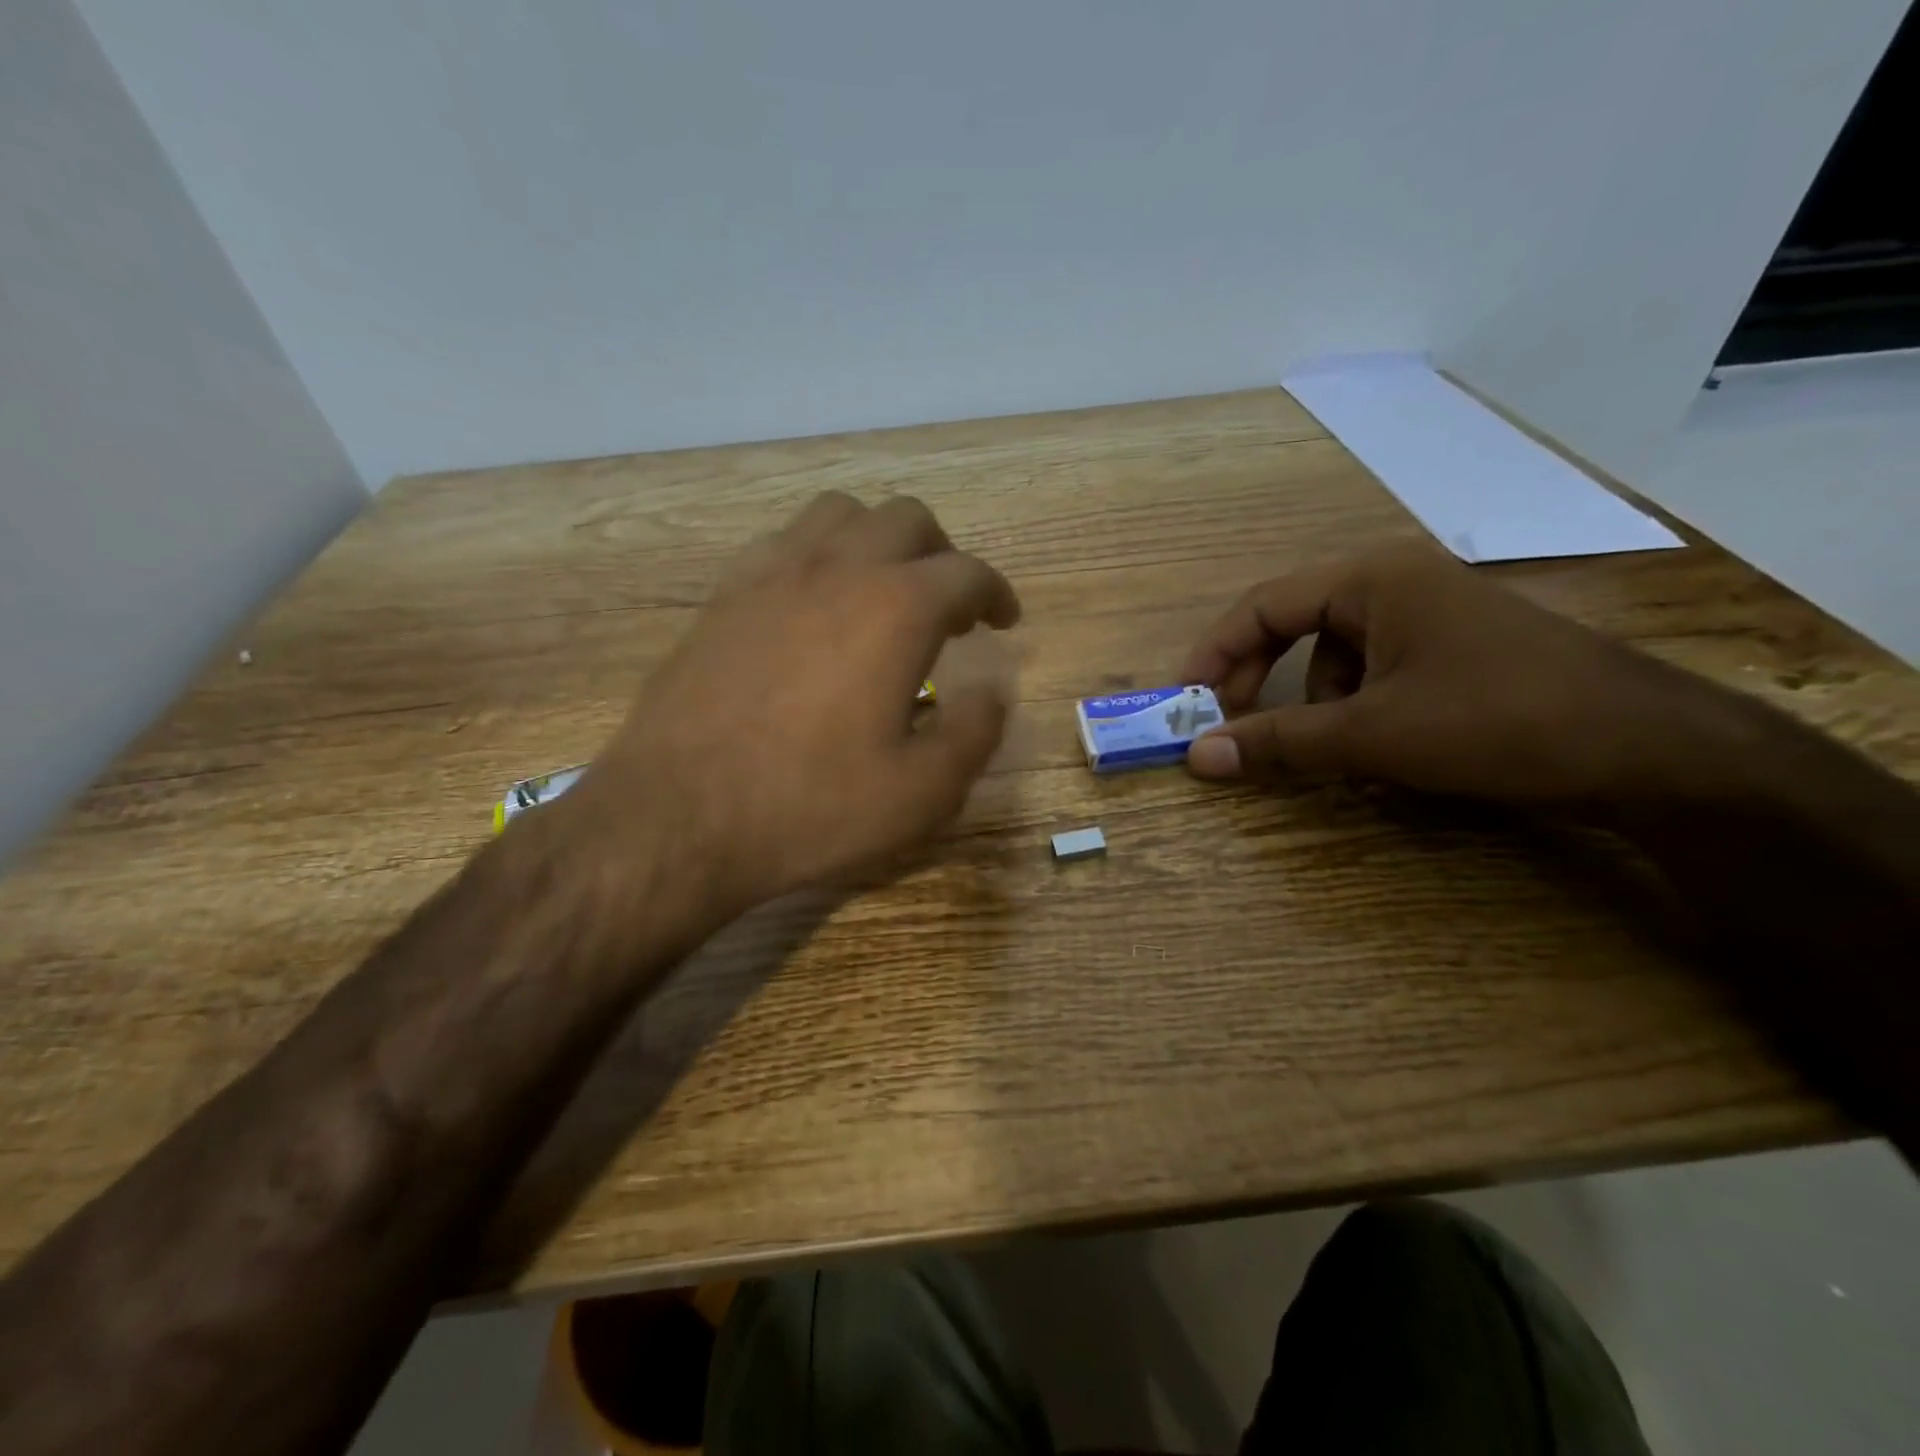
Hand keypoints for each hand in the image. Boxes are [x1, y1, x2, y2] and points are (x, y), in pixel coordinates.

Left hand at [561, 492, 1020, 922]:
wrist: (679, 817)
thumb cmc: (812, 806)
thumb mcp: (922, 792)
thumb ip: (975, 732)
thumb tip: (993, 693)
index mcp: (897, 608)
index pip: (967, 573)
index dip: (997, 593)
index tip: (1004, 620)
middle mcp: (838, 569)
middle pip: (907, 520)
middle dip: (942, 555)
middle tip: (949, 606)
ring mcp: (771, 574)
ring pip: (840, 514)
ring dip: (878, 540)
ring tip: (883, 591)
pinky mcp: (723, 595)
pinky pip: (783, 543)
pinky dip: (818, 556)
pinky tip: (813, 605)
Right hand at [1180, 545, 1718, 802]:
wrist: (1649, 749)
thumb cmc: (1496, 721)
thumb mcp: (1372, 736)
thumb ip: (1278, 743)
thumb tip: (1196, 758)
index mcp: (1371, 579)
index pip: (1262, 605)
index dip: (1215, 653)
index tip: (1186, 701)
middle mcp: (1396, 581)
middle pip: (1293, 623)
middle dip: (1259, 678)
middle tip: (1232, 725)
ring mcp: (1430, 612)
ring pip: (1334, 653)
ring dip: (1315, 701)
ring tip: (1329, 747)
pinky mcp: (1455, 647)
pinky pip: (1376, 668)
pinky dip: (1356, 706)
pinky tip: (1377, 743)